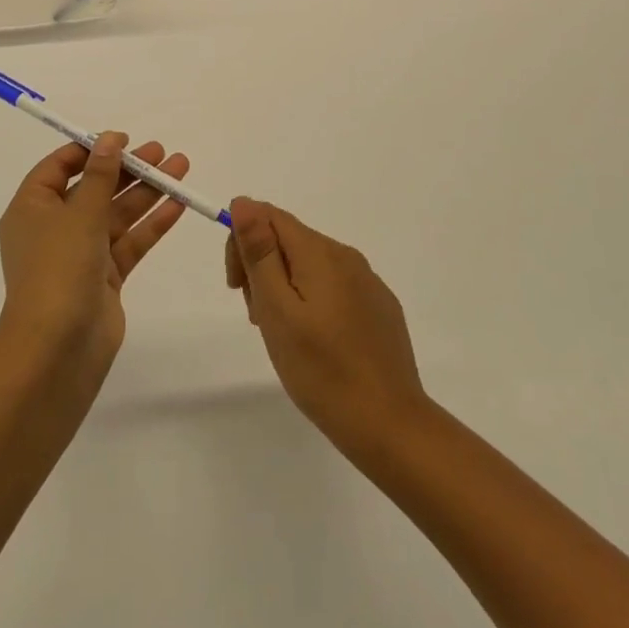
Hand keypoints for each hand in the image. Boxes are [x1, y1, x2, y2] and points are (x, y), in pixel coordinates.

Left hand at [0, 133, 189, 368]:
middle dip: (128, 169)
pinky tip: (178, 204)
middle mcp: (54, 228)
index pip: (58, 168)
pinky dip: (151, 224)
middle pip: (94, 189)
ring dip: (147, 192)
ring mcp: (80, 254)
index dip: (90, 150)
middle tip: (162, 152)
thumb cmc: (58, 268)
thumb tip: (109, 139)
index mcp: (32, 209)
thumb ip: (100, 175)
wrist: (57, 348)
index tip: (122, 140)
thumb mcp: (80, 213)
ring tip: (181, 168)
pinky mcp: (105, 278)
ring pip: (116, 214)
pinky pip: (129, 242)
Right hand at [226, 198, 426, 454]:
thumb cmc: (322, 370)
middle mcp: (347, 256)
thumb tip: (244, 201)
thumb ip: (260, 252)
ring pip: (309, 265)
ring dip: (284, 287)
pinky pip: (333, 286)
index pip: (269, 215)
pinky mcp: (379, 307)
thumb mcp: (277, 310)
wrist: (390, 426)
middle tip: (257, 317)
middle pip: (289, 239)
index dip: (242, 241)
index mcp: (320, 252)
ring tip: (284, 336)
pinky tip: (315, 343)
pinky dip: (311, 301)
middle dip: (261, 267)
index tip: (237, 286)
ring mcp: (367, 282)